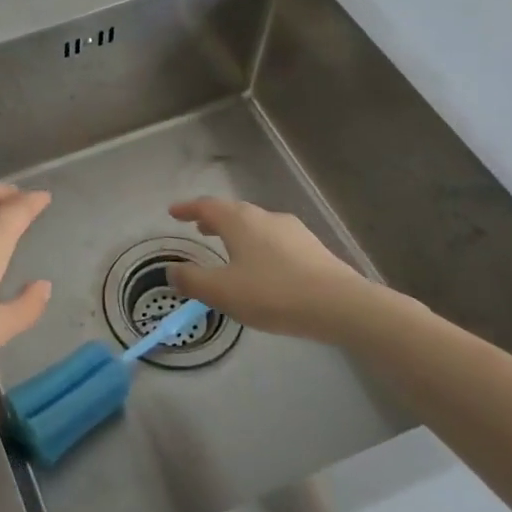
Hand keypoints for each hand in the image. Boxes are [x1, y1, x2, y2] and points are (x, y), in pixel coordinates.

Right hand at [166, 197, 388, 343]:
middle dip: (214, 219)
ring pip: (257, 226)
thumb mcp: (222, 292)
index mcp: (240, 222)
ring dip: (237, 233)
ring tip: (228, 248)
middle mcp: (266, 218)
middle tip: (199, 228)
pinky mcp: (313, 249)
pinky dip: (259, 246)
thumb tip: (172, 271)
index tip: (173, 212)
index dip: (187, 208)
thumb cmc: (273, 293)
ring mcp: (293, 231)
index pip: (207, 206)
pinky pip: (275, 241)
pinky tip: (262, 267)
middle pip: (234, 212)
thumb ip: (192, 280)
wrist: (339, 305)